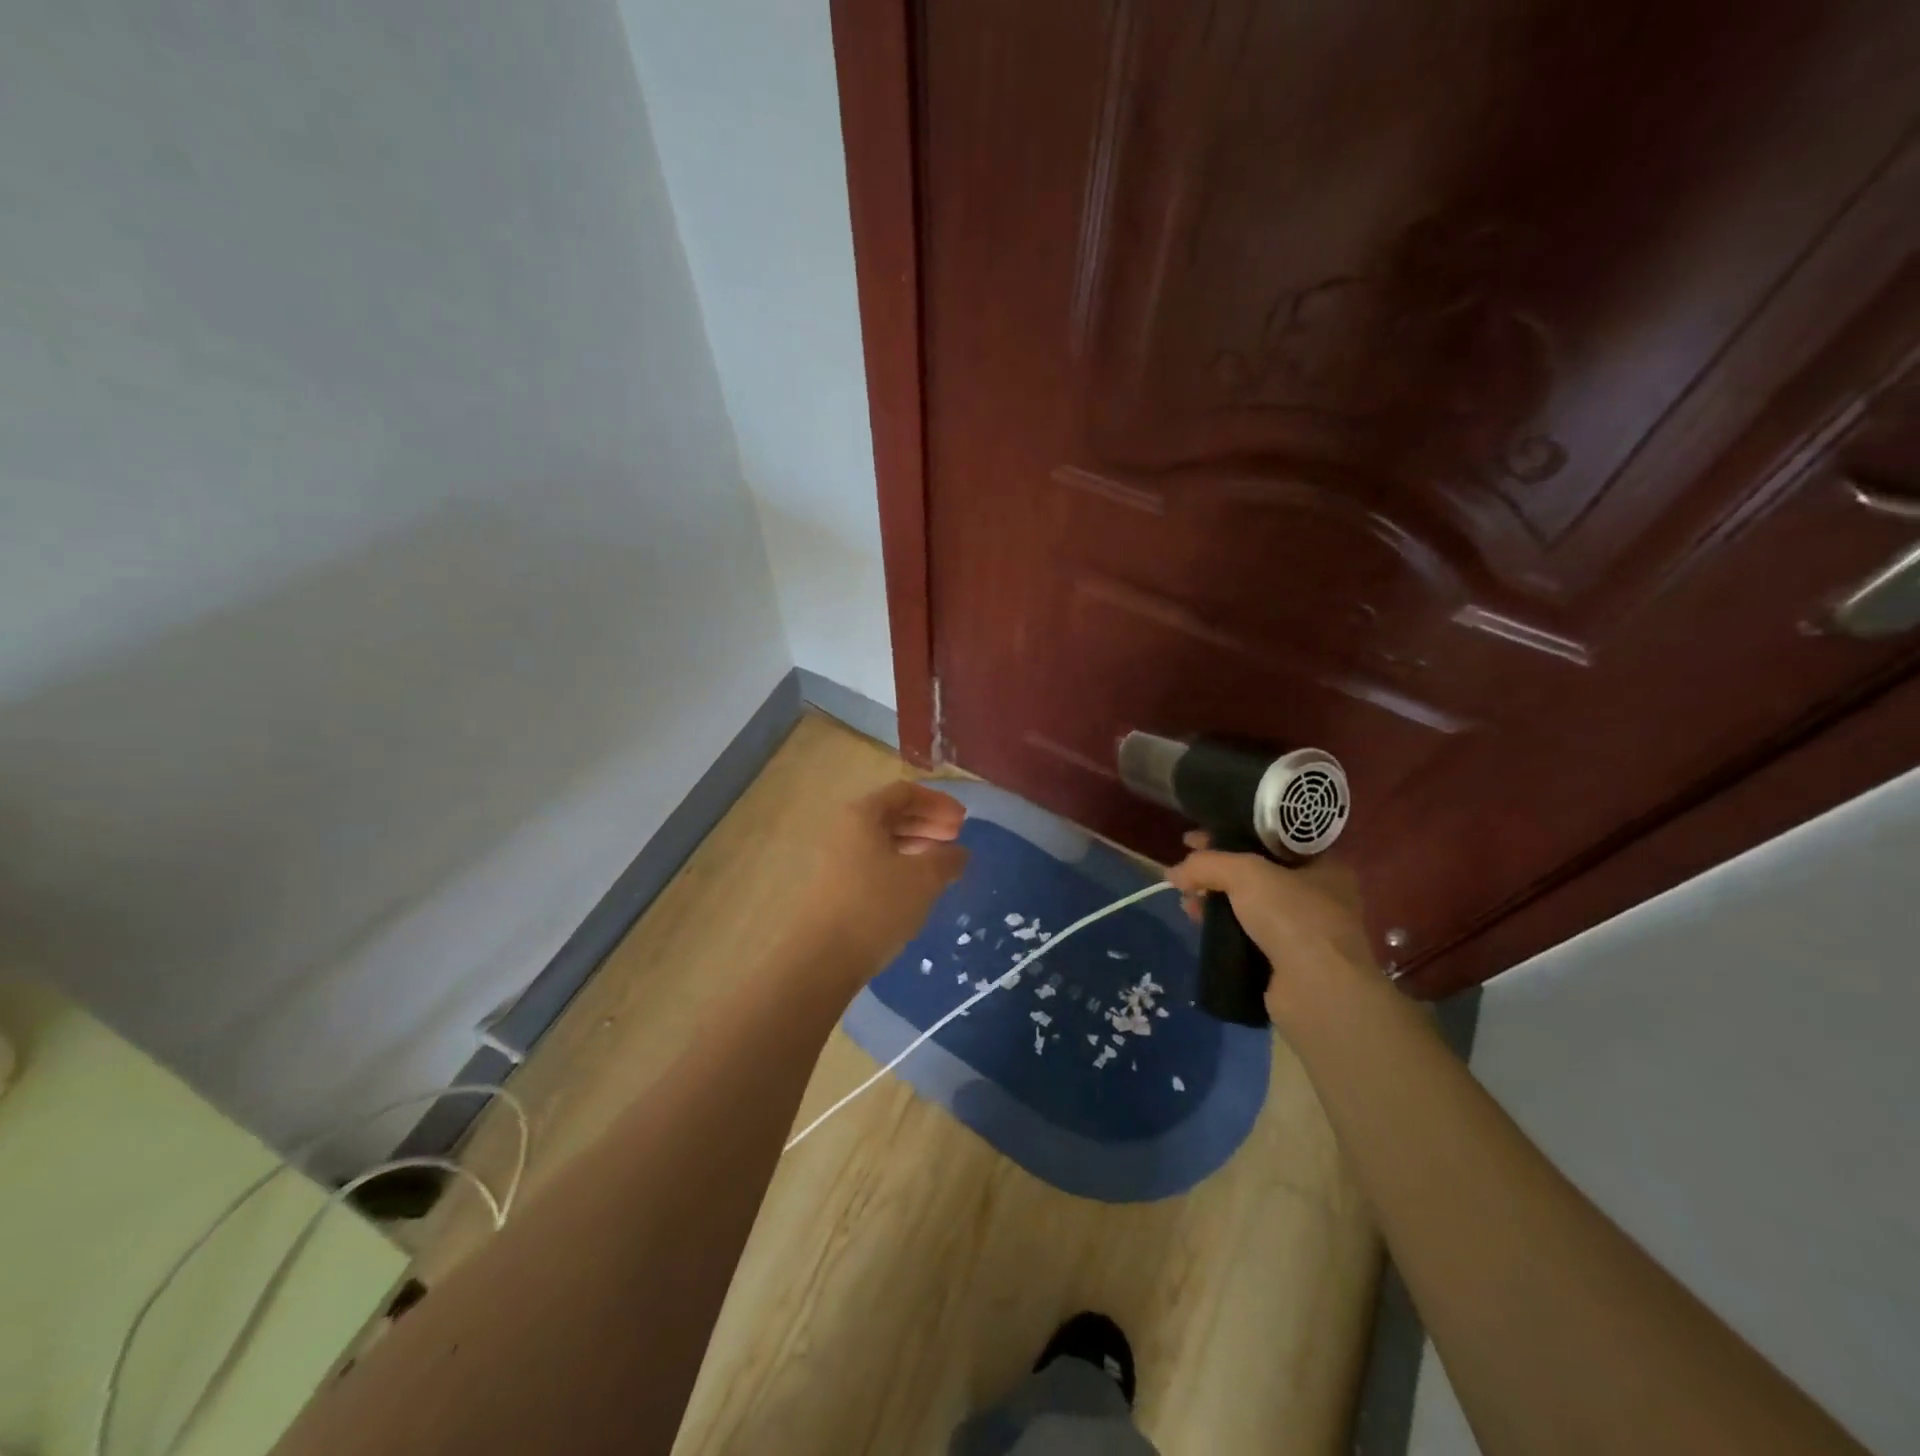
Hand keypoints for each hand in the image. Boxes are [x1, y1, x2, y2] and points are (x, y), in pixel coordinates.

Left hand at [791, 780, 968, 983]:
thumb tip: (959, 852)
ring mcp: (838, 859)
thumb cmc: (876, 906)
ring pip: (884, 840)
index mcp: (863, 814)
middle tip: (957, 839)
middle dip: (928, 822)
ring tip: (943, 862)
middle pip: (893, 814)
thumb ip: (947, 859)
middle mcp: (846, 829)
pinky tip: (919, 885)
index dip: (938, 802)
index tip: (964, 820)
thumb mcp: (924, 879)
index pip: (905, 792)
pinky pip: (875, 862)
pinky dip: (902, 865)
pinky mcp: (837, 886)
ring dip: (917, 844)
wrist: (823, 958)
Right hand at [1164, 832, 1376, 1024]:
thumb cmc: (1293, 917)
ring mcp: (1304, 932)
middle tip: (1186, 871)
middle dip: (1216, 871)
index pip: (1269, 840)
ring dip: (1214, 900)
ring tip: (1186, 903)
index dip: (1231, 834)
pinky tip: (1200, 925)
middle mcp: (1319, 895)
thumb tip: (1172, 873)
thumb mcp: (1246, 874)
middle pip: (1256, 873)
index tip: (1196, 839)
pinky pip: (1246, 934)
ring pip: (1248, 905)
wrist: (1318, 991)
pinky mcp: (1287, 962)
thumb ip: (1207, 864)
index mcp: (1323, 865)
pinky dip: (1222, 928)